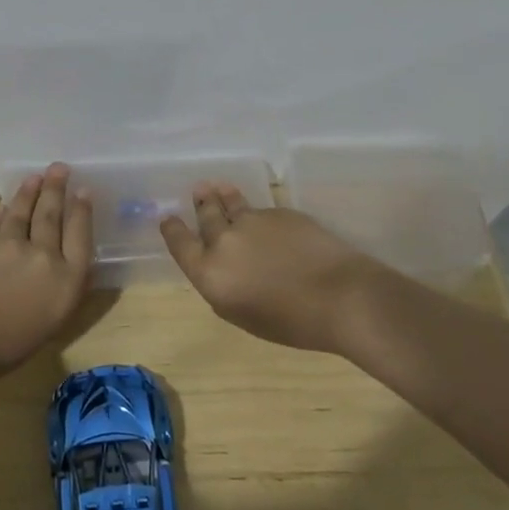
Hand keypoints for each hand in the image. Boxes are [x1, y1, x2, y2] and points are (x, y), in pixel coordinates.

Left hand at [0, 163, 94, 375]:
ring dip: (30, 191)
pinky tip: (6, 203)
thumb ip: (61, 287)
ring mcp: (10, 244)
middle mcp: (43, 255)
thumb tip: (62, 261)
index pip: (80, 236)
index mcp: (66, 280)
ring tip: (36, 177)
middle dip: (57, 189)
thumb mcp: (52, 321)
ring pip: (22, 211)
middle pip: (52, 215)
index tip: (83, 191)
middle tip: (59, 168)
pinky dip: (3, 210)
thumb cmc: (9, 345)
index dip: (82, 211)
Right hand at [160, 182, 396, 354]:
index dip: (173, 229)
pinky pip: (262, 211)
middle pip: (206, 215)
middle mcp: (224, 241)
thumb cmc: (291, 322)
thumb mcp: (243, 315)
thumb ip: (224, 288)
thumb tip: (222, 270)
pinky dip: (259, 214)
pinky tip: (266, 219)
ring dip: (224, 196)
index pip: (180, 244)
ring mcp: (253, 221)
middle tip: (200, 191)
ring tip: (220, 187)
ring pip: (232, 204)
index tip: (169, 218)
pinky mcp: (280, 212)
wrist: (339, 296)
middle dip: (201, 203)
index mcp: (210, 273)